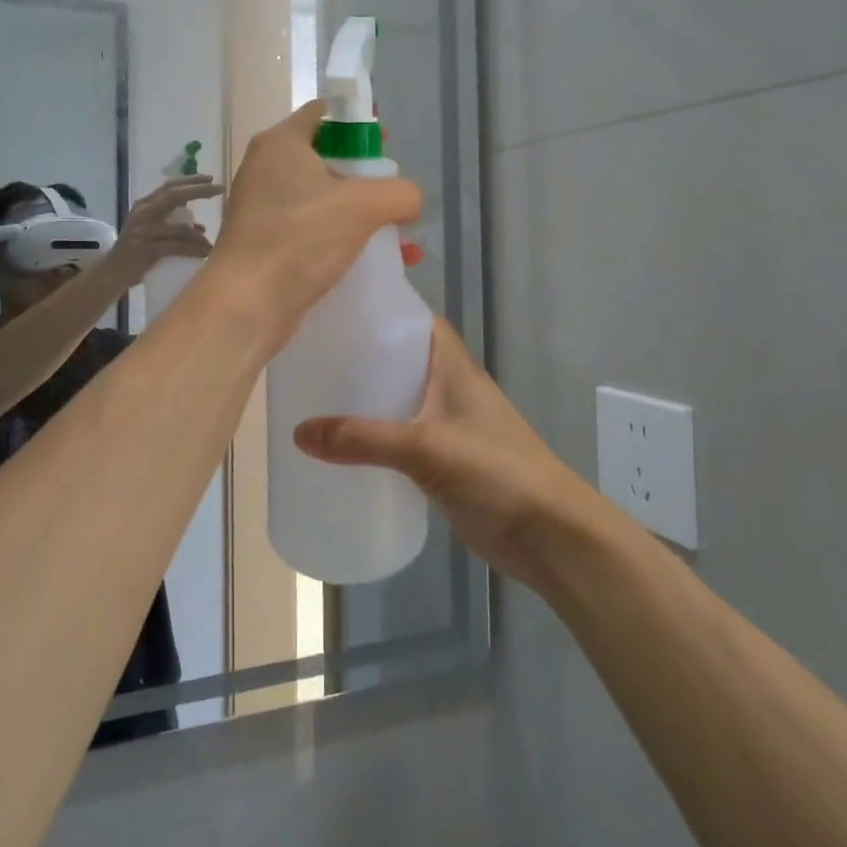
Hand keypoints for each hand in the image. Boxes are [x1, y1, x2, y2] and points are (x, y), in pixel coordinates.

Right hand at [107, 175, 221, 283]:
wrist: (112, 273)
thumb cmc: (136, 253)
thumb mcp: (152, 232)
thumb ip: (172, 224)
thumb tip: (201, 227)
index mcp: (144, 205)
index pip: (169, 186)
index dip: (191, 181)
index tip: (212, 179)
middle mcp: (143, 213)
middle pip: (174, 196)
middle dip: (199, 191)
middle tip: (219, 189)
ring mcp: (144, 231)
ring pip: (180, 228)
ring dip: (200, 236)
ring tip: (212, 243)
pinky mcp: (146, 250)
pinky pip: (177, 247)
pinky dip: (193, 250)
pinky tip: (205, 253)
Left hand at [210, 103, 422, 333]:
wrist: (248, 303)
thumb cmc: (301, 237)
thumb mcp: (364, 205)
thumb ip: (399, 193)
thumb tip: (409, 201)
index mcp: (281, 143)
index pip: (323, 113)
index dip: (357, 122)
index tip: (385, 143)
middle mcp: (266, 168)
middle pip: (325, 157)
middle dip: (365, 174)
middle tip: (392, 191)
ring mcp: (263, 207)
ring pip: (322, 198)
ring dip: (359, 213)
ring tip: (396, 235)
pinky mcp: (266, 243)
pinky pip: (312, 230)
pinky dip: (341, 238)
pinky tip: (373, 260)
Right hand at [293, 319, 600, 587]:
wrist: (548, 535)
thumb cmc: (495, 471)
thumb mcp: (425, 448)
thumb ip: (364, 439)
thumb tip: (298, 433)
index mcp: (452, 366)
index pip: (415, 321)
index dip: (381, 312)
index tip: (335, 311)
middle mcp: (449, 388)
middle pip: (400, 361)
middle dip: (361, 358)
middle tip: (310, 357)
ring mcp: (448, 427)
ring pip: (398, 401)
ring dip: (365, 400)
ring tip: (313, 398)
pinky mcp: (444, 463)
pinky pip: (401, 440)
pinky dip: (375, 439)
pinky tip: (341, 448)